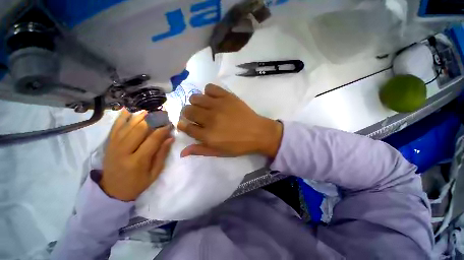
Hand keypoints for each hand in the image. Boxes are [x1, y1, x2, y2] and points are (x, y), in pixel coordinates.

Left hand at [100, 110, 173, 201]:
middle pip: (139, 129)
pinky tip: (127, 110)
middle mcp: (123, 151)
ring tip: (150, 111)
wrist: (112, 191)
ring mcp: (113, 147)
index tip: (170, 124)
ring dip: (139, 117)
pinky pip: (115, 128)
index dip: (163, 130)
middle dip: (152, 120)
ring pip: (127, 126)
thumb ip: (162, 154)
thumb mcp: (154, 173)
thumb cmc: (137, 184)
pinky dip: (121, 118)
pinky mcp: (108, 145)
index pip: (152, 140)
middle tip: (162, 116)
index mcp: (137, 161)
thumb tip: (170, 138)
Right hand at [177, 84, 281, 157]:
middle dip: (188, 114)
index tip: (186, 124)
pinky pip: (210, 88)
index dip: (183, 125)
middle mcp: (210, 118)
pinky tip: (214, 99)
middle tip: (197, 116)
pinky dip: (208, 92)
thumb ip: (200, 150)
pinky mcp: (227, 96)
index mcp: (207, 135)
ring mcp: (218, 105)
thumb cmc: (239, 145)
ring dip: (196, 103)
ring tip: (204, 107)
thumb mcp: (219, 152)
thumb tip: (182, 152)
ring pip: (195, 97)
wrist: (258, 133)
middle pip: (187, 110)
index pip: (185, 127)